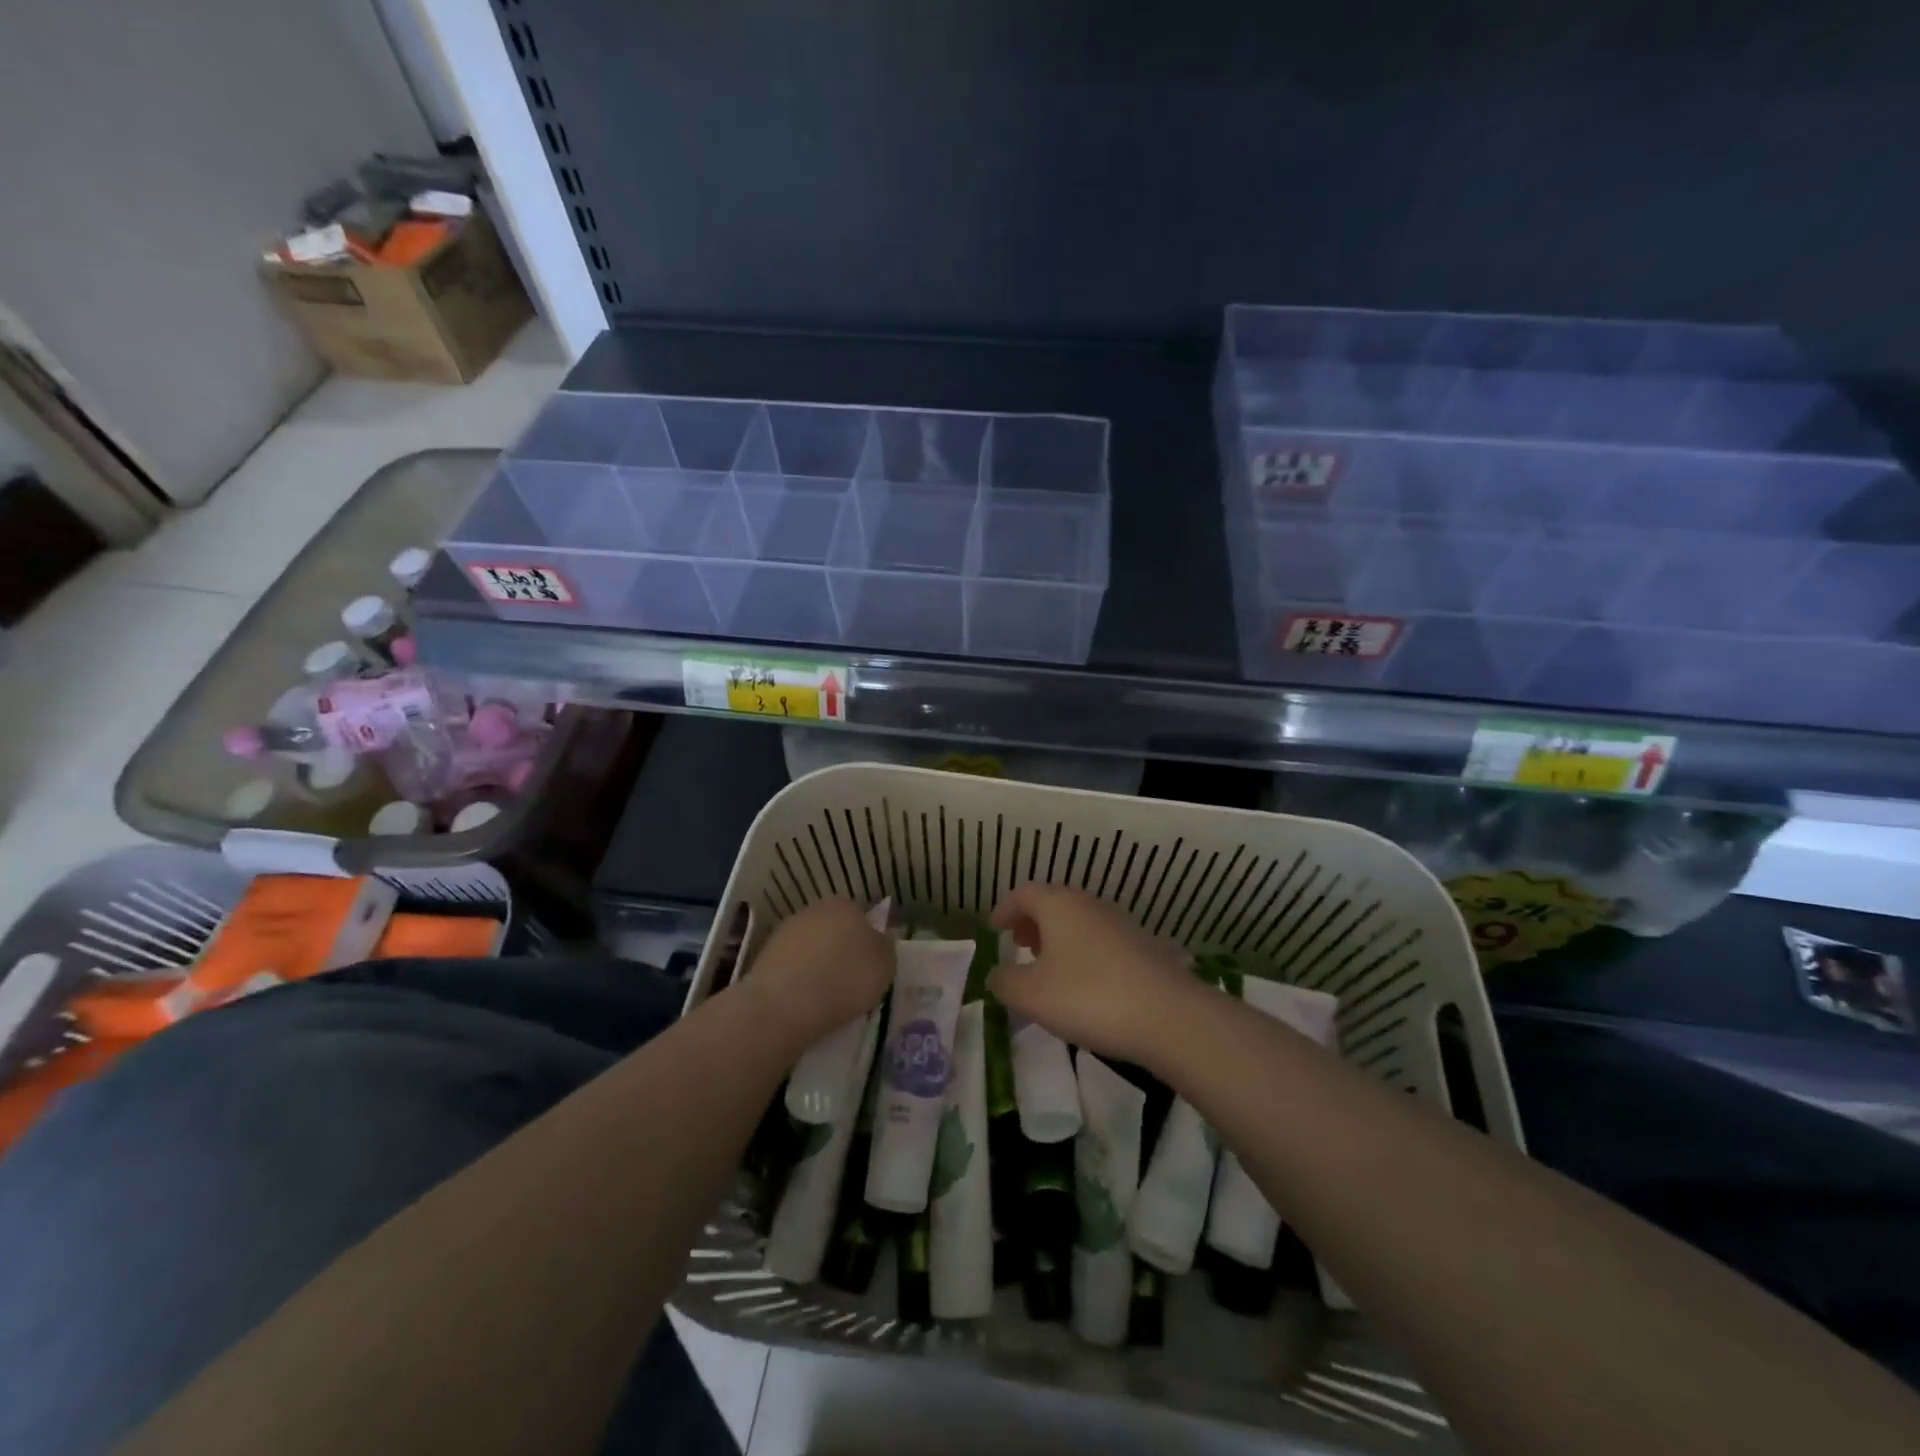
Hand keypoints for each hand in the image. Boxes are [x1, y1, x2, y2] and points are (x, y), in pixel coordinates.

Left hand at [744, 897, 894, 1048]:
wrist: (784, 1005)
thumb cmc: (844, 980)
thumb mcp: (885, 966)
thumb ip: (885, 948)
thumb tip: (879, 941)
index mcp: (845, 905)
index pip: (861, 916)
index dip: (868, 941)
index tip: (869, 966)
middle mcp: (814, 909)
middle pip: (835, 929)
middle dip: (841, 950)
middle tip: (850, 980)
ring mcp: (786, 931)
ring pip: (812, 947)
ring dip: (818, 964)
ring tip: (826, 996)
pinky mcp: (765, 956)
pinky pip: (793, 966)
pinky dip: (799, 979)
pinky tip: (804, 1000)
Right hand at [988, 883, 1200, 1067]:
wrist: (1169, 1016)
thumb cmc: (1089, 997)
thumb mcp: (1032, 995)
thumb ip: (1005, 981)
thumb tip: (997, 974)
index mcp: (1059, 905)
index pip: (1024, 893)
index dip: (1005, 909)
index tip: (995, 929)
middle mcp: (1090, 905)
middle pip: (1054, 903)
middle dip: (1033, 922)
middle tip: (1020, 945)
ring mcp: (1122, 924)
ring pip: (1080, 921)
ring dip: (1060, 938)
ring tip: (1050, 968)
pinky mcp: (1144, 947)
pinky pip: (1102, 941)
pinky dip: (1085, 953)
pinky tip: (1087, 984)